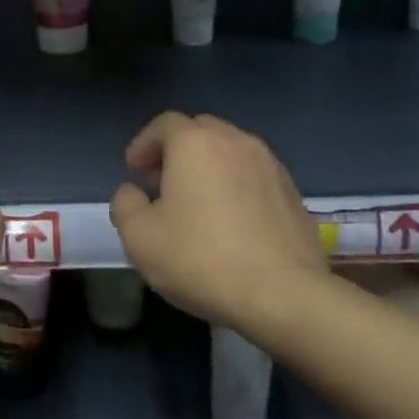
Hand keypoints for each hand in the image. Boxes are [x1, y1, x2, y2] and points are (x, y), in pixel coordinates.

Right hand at [109, 112, 332, 332]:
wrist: (284, 295)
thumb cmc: (201, 258)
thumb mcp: (139, 237)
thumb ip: (125, 204)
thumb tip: (132, 192)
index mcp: (195, 143)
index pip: (164, 124)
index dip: (144, 144)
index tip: (134, 170)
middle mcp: (235, 141)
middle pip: (200, 131)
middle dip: (176, 150)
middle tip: (161, 182)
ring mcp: (270, 165)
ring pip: (230, 152)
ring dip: (208, 167)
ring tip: (196, 202)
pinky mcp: (293, 193)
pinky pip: (254, 176)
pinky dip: (236, 186)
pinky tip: (229, 221)